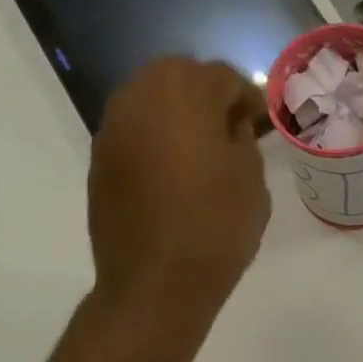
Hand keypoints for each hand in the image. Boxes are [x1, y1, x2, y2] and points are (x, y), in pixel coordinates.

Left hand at [89, 57, 271, 328]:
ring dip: (179, 122)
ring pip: (153, 107)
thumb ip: (243, 140)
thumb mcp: (252, 180)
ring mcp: (112, 128)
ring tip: (203, 158)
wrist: (156, 283)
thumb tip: (230, 128)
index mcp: (183, 88)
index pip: (225, 78)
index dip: (249, 101)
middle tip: (232, 136)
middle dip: (208, 102)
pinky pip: (136, 139)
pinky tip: (174, 180)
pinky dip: (156, 147)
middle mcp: (138, 94)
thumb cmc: (215, 227)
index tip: (263, 126)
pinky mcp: (99, 162)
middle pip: (181, 81)